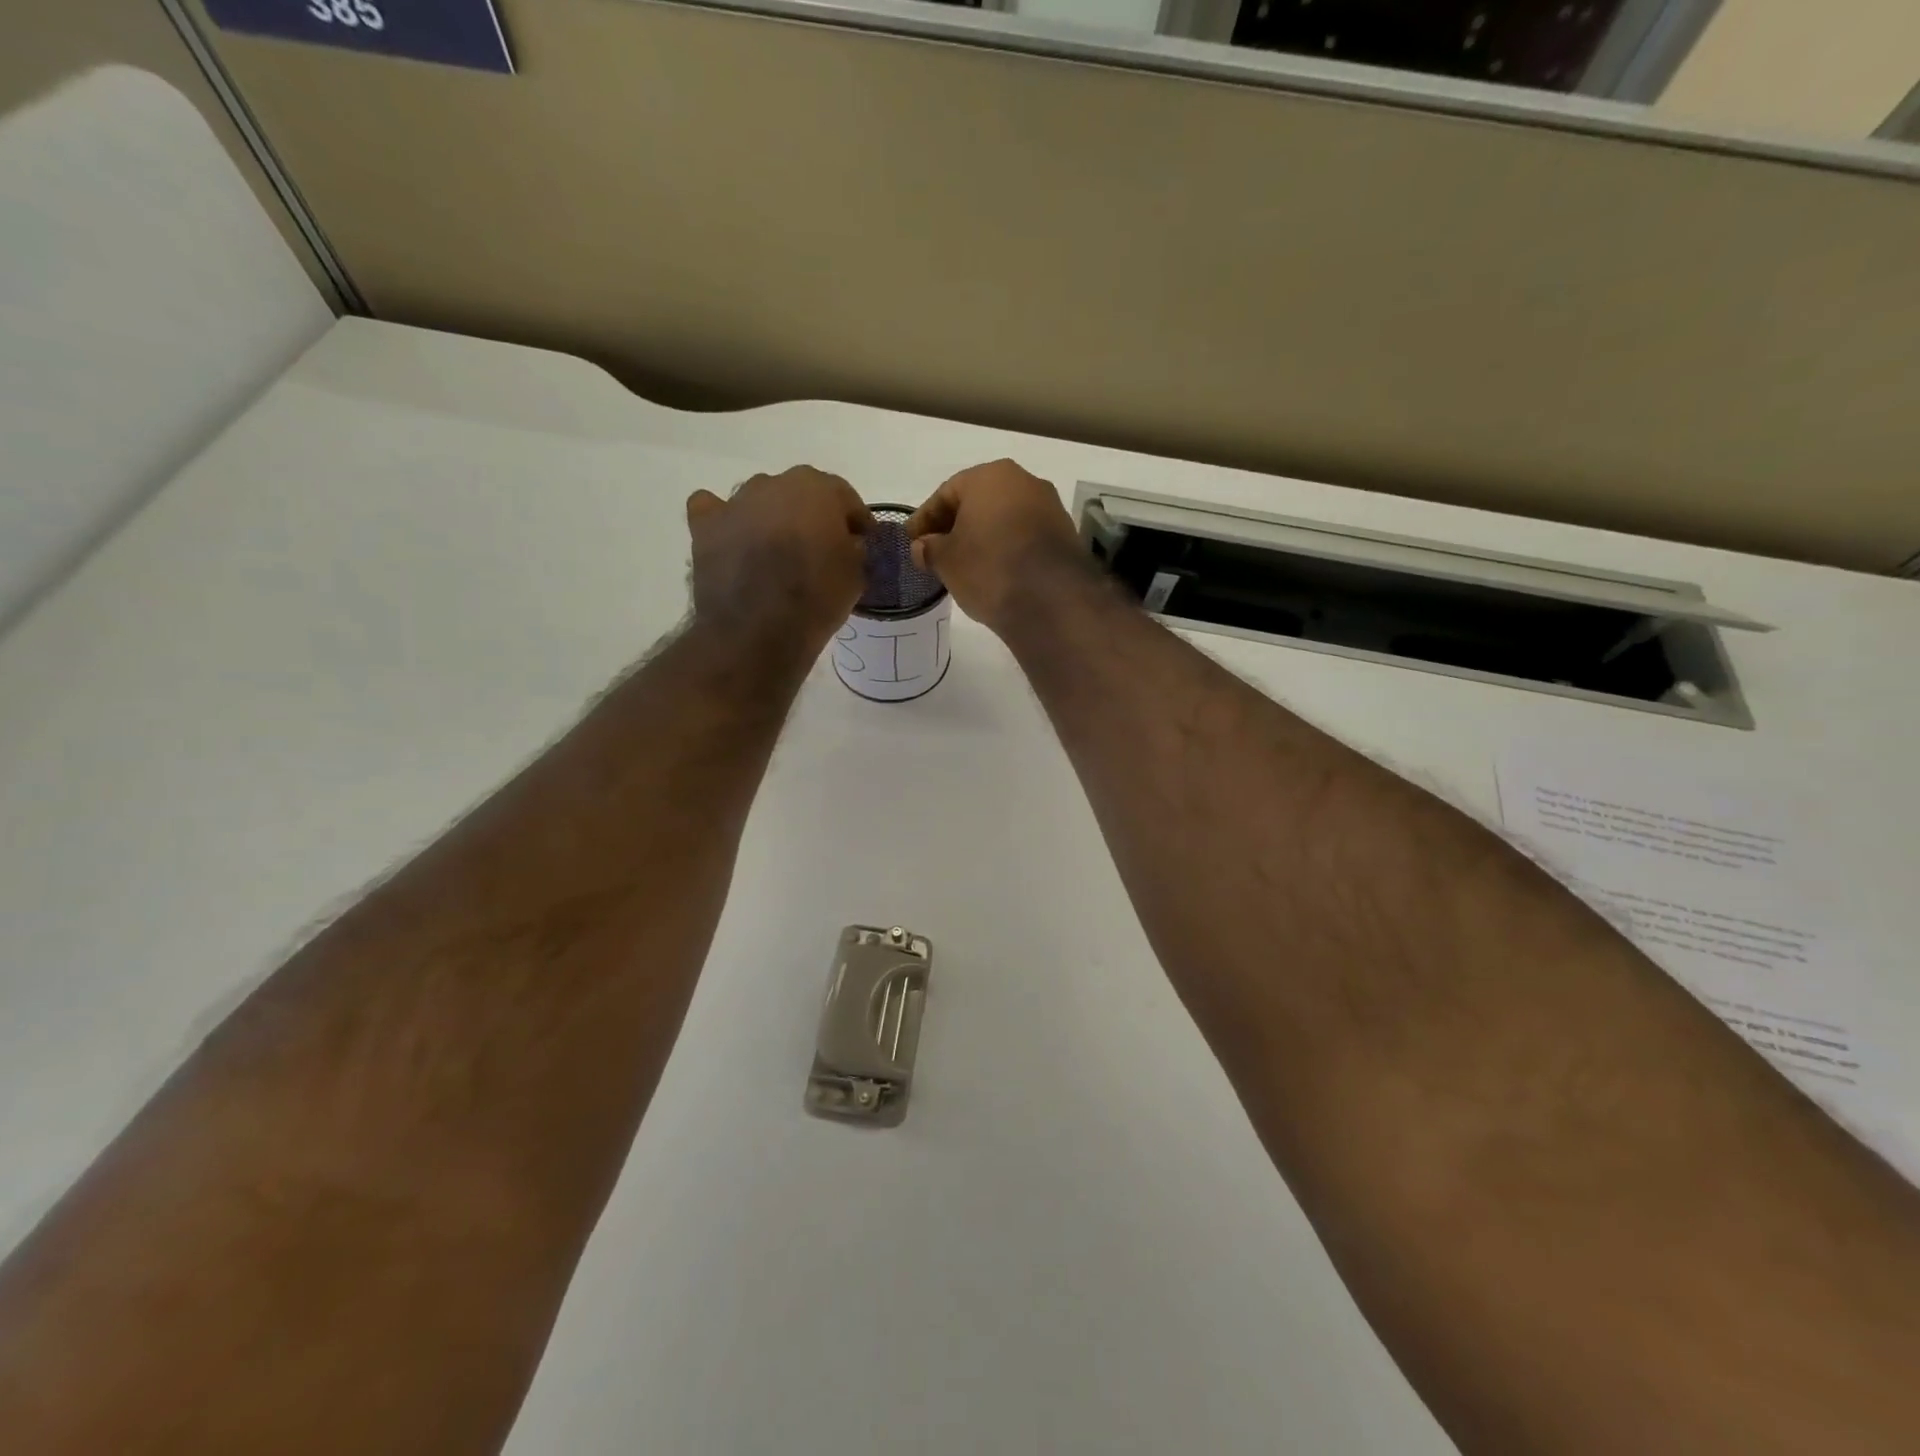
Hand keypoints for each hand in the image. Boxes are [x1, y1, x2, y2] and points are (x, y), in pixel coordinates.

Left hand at [686, 468, 870, 657]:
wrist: (758, 629)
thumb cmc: (816, 599)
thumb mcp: (856, 576)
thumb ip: (854, 549)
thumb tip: (846, 544)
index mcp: (818, 489)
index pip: (844, 497)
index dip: (855, 521)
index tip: (862, 542)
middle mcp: (776, 483)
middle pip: (800, 493)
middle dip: (812, 516)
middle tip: (820, 548)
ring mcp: (736, 502)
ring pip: (760, 500)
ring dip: (771, 518)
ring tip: (777, 551)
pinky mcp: (706, 525)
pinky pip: (714, 509)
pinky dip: (725, 520)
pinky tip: (733, 539)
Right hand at [907, 460, 1086, 635]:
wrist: (1051, 600)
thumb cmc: (989, 568)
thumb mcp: (946, 561)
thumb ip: (929, 549)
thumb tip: (922, 547)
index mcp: (990, 476)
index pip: (946, 493)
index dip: (924, 519)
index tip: (912, 541)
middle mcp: (1024, 481)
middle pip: (978, 503)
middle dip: (955, 526)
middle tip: (936, 552)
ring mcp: (1049, 507)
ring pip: (1004, 520)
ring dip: (983, 538)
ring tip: (965, 565)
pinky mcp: (1065, 535)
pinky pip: (1024, 537)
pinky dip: (1006, 549)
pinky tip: (995, 571)